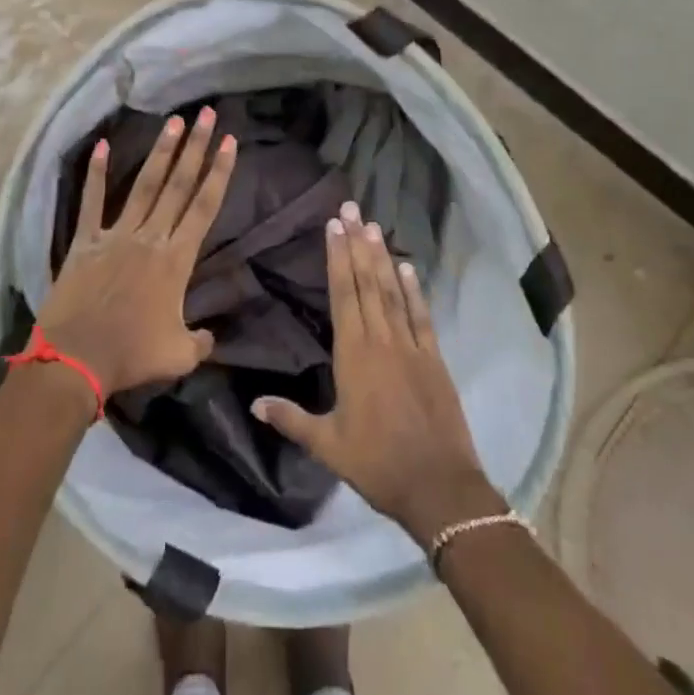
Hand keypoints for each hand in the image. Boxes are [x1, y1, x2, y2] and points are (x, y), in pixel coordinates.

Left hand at [38, 108, 236, 396]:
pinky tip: (100, 146)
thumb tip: (210, 336)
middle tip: (205, 114)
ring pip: (144, 185)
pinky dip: (94, 174)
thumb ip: (201, 341)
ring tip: (173, 122)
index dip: (219, 173)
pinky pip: (90, 203)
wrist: (75, 360)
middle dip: (195, 147)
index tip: (228, 141)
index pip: (205, 207)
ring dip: (160, 152)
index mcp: (176, 260)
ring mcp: (116, 235)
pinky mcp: (85, 242)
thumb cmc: (131, 356)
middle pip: (178, 185)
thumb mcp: (179, 355)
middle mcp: (150, 238)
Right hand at [252, 203, 502, 547]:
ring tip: (373, 224)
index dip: (337, 257)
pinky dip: (414, 289)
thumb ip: (291, 419)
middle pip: (367, 282)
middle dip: (357, 243)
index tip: (333, 226)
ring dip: (382, 257)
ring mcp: (410, 346)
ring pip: (392, 291)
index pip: (343, 294)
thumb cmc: (376, 464)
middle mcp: (381, 340)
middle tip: (351, 208)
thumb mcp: (327, 445)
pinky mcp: (434, 358)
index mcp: (353, 354)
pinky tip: (407, 267)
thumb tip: (254, 402)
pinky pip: (421, 315)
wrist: (438, 486)